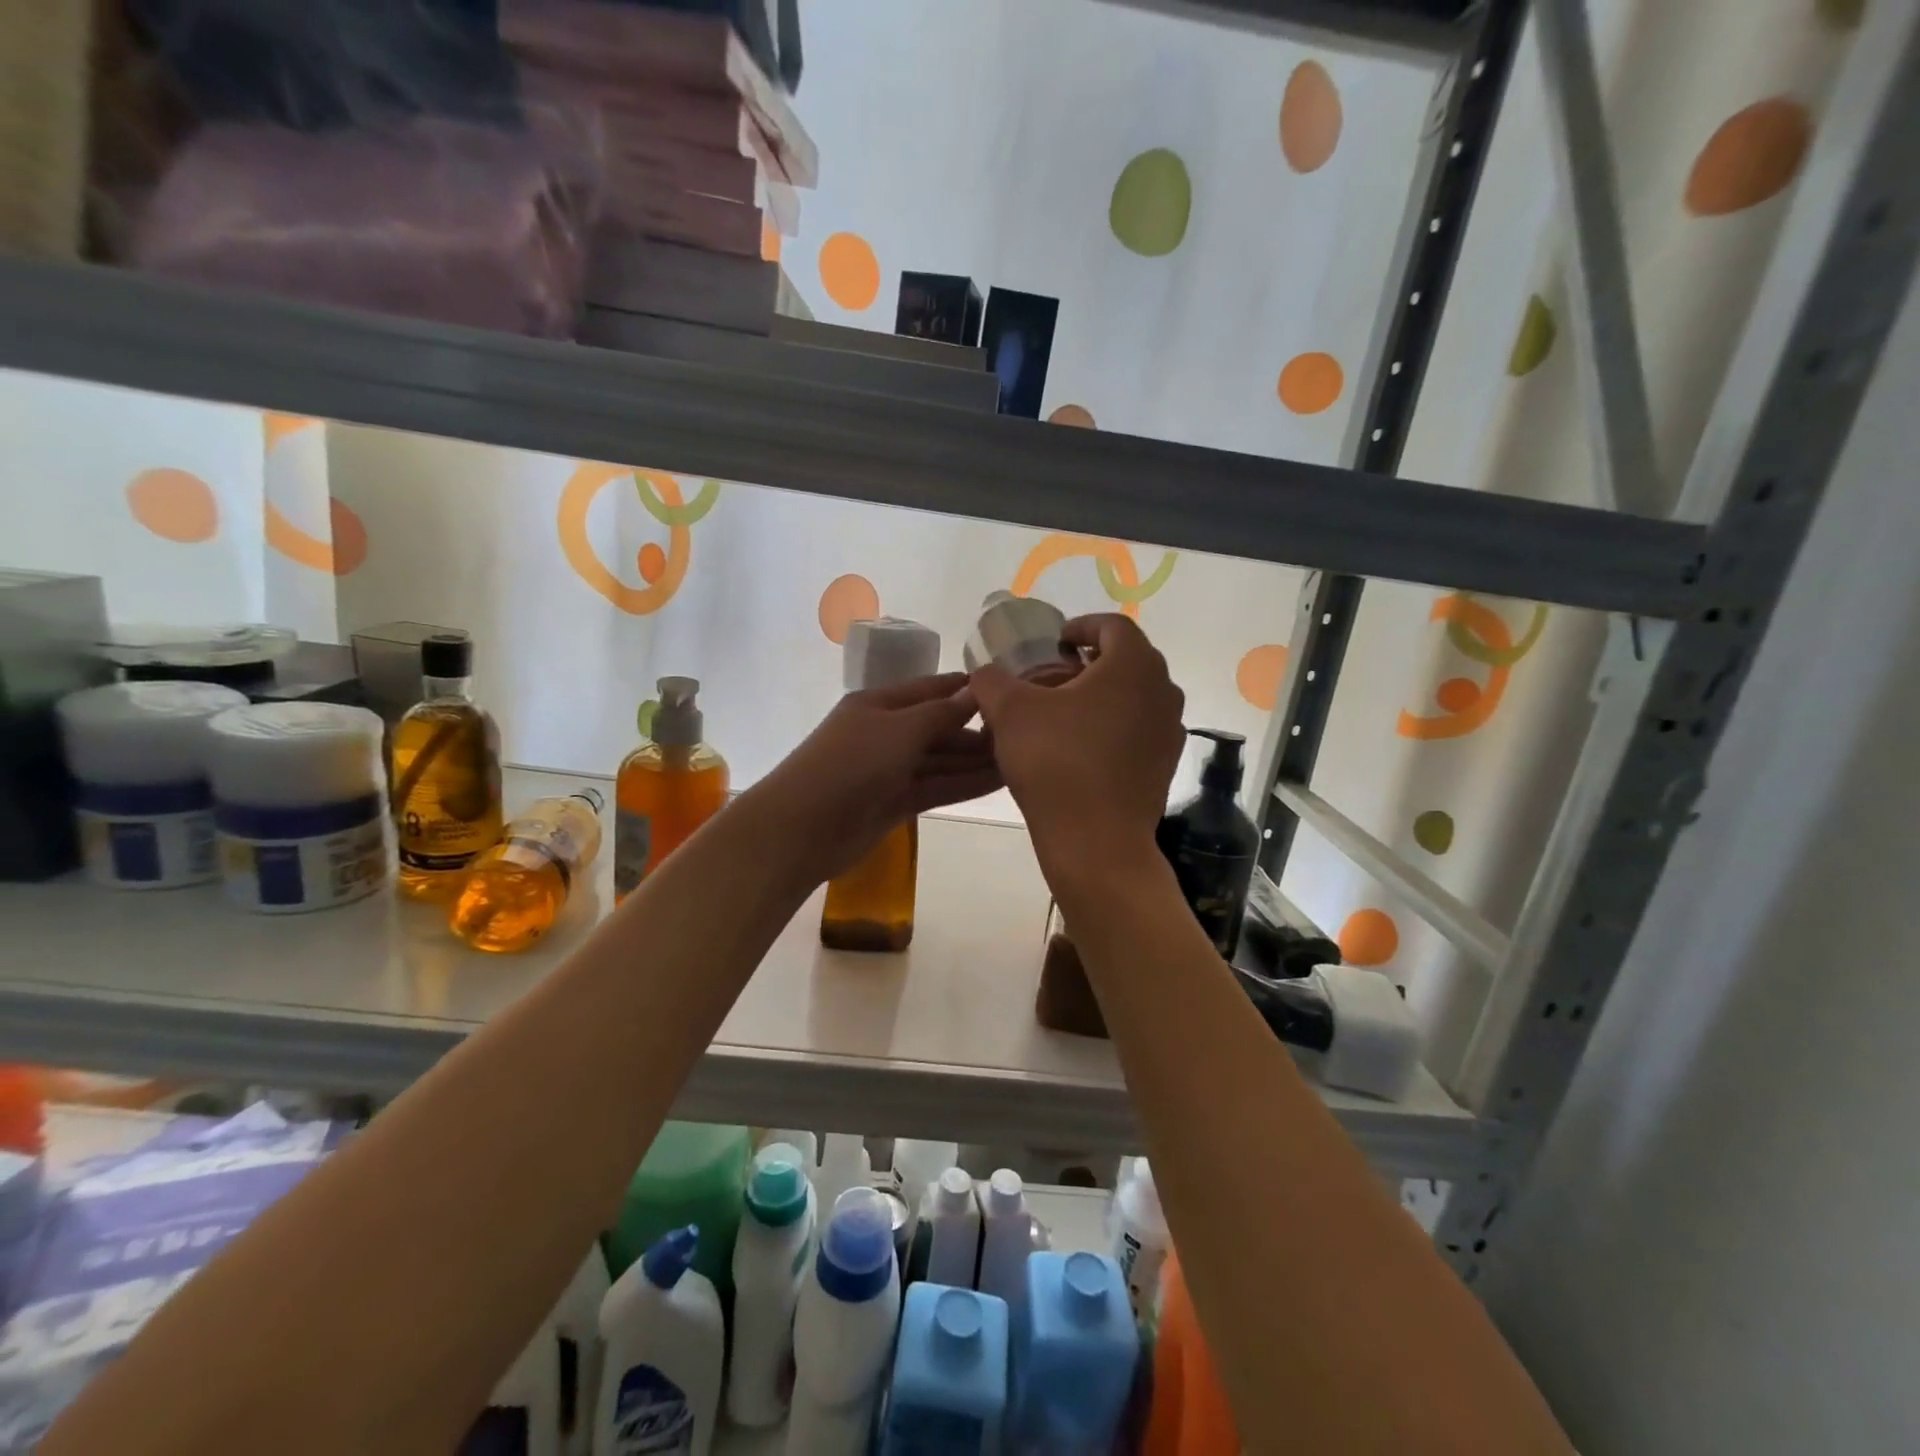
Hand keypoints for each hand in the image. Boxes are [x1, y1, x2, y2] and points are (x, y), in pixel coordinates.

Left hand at [752, 673, 1002, 883]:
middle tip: (1025, 733)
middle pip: (938, 727)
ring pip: (941, 760)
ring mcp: (890, 770)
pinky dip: (964, 784)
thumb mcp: (900, 729)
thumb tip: (976, 690)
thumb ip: (941, 713)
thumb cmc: (852, 763)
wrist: (803, 827)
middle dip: (976, 730)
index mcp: (879, 704)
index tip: (1006, 688)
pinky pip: (936, 787)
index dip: (965, 689)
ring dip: (976, 760)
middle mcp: (886, 733)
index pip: (930, 689)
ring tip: (1022, 758)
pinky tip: (998, 780)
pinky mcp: (895, 803)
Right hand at [971, 614, 1184, 871]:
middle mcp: (1163, 690)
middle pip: (1126, 660)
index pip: (1112, 626)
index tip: (1054, 643)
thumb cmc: (1056, 763)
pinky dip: (1112, 727)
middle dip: (1088, 663)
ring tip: (1063, 714)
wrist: (1096, 840)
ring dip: (1101, 696)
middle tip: (1053, 678)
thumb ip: (992, 680)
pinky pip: (1139, 730)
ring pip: (1134, 696)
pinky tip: (1080, 749)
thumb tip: (985, 674)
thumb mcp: (1009, 712)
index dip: (1080, 626)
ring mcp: (1170, 730)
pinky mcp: (1165, 764)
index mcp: (1133, 665)